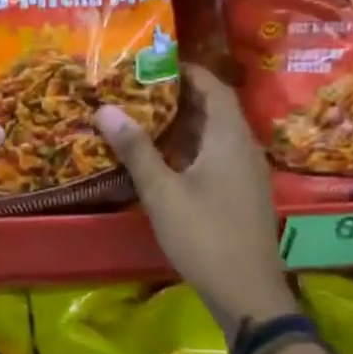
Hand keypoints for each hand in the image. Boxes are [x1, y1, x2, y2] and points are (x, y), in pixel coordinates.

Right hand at [93, 65, 296, 342]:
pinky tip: (164, 153)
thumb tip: (105, 108)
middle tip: (139, 85)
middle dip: (179, 93)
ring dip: (184, 119)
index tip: (153, 61)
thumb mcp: (162, 192)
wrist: (247, 292)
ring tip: (144, 112)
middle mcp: (244, 148)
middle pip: (215, 107)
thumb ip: (135, 149)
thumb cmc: (204, 236)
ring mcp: (246, 172)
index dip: (187, 70)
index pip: (214, 88)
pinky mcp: (242, 192)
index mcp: (229, 139)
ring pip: (215, 132)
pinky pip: (217, 152)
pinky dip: (190, 143)